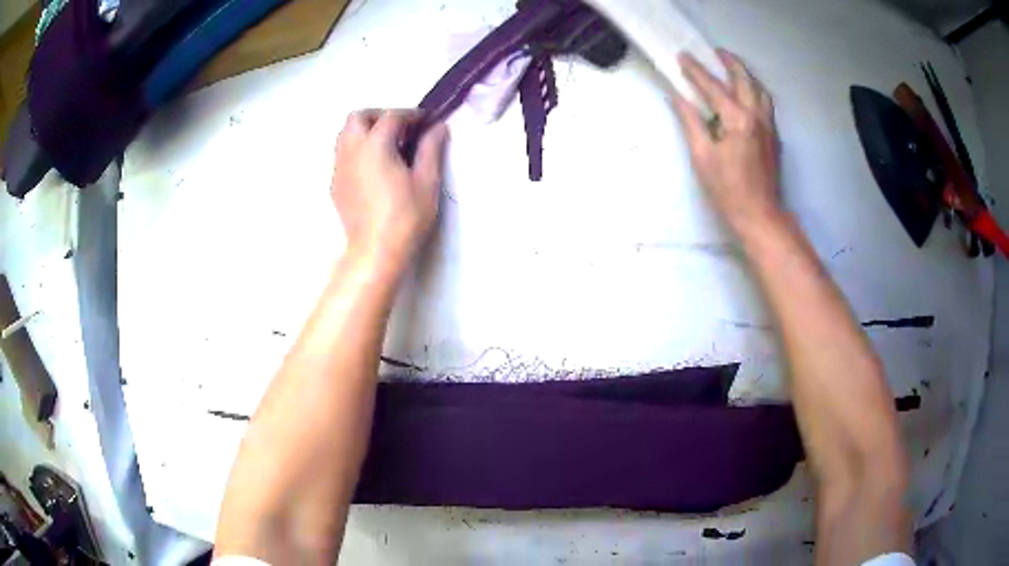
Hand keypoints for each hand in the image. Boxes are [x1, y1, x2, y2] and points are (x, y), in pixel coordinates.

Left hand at [331, 109, 448, 272]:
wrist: (375, 250)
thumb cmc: (405, 216)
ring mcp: (339, 168)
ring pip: (345, 135)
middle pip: (357, 117)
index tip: (425, 121)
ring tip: (386, 146)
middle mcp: (351, 150)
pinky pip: (342, 155)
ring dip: (364, 131)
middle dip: (379, 115)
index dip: (410, 114)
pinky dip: (357, 150)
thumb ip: (431, 148)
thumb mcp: (427, 181)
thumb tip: (438, 127)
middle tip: (400, 129)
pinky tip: (373, 168)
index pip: (391, 116)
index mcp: (375, 145)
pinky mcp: (335, 184)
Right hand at [672, 49, 782, 235]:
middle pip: (745, 80)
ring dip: (746, 75)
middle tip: (716, 52)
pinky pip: (766, 104)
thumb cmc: (727, 190)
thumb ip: (691, 122)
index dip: (696, 71)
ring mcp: (769, 127)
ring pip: (760, 90)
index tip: (683, 57)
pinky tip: (747, 95)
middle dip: (730, 62)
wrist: (760, 216)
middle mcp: (757, 117)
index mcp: (737, 120)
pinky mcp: (774, 138)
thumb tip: (677, 98)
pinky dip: (755, 91)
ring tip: (734, 68)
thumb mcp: (702, 156)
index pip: (713, 87)